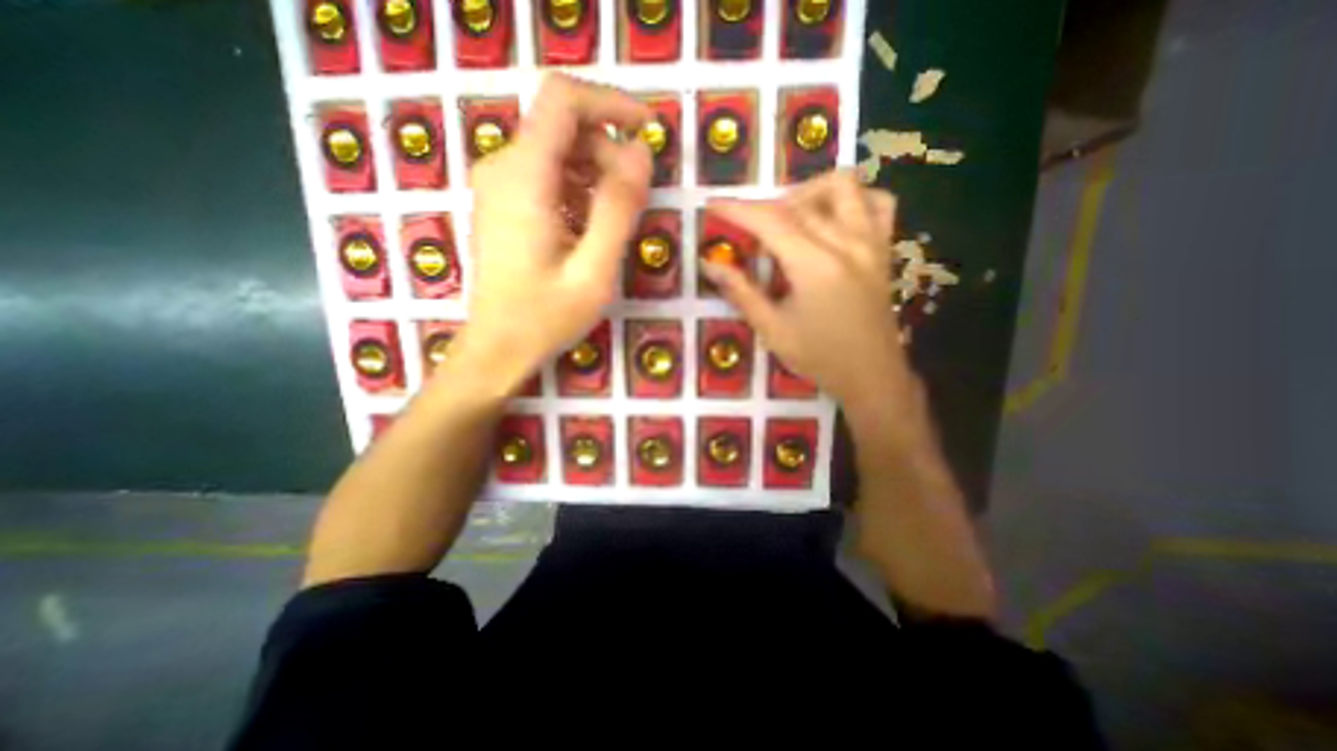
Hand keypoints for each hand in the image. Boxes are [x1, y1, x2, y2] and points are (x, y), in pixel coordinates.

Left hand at [453, 72, 654, 392]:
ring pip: (557, 150)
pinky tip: (588, 229)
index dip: (610, 103)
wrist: (498, 347)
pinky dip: (577, 189)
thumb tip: (641, 150)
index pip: (563, 99)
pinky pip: (546, 175)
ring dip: (595, 174)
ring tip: (613, 222)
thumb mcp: (594, 269)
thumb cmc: (546, 316)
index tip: (648, 129)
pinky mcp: (502, 202)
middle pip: (563, 126)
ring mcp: (498, 184)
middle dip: (607, 152)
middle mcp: (502, 167)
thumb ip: (618, 207)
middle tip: (633, 201)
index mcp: (524, 177)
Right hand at [704, 169, 915, 410]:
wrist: (872, 375)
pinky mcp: (884, 249)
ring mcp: (871, 242)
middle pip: (800, 201)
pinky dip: (853, 199)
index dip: (739, 209)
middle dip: (765, 207)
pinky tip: (834, 219)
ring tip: (792, 218)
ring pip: (844, 186)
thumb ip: (741, 292)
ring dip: (810, 192)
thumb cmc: (819, 358)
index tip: (714, 204)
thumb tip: (710, 265)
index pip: (770, 222)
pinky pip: (877, 203)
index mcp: (814, 266)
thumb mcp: (772, 329)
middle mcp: (845, 243)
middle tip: (749, 231)